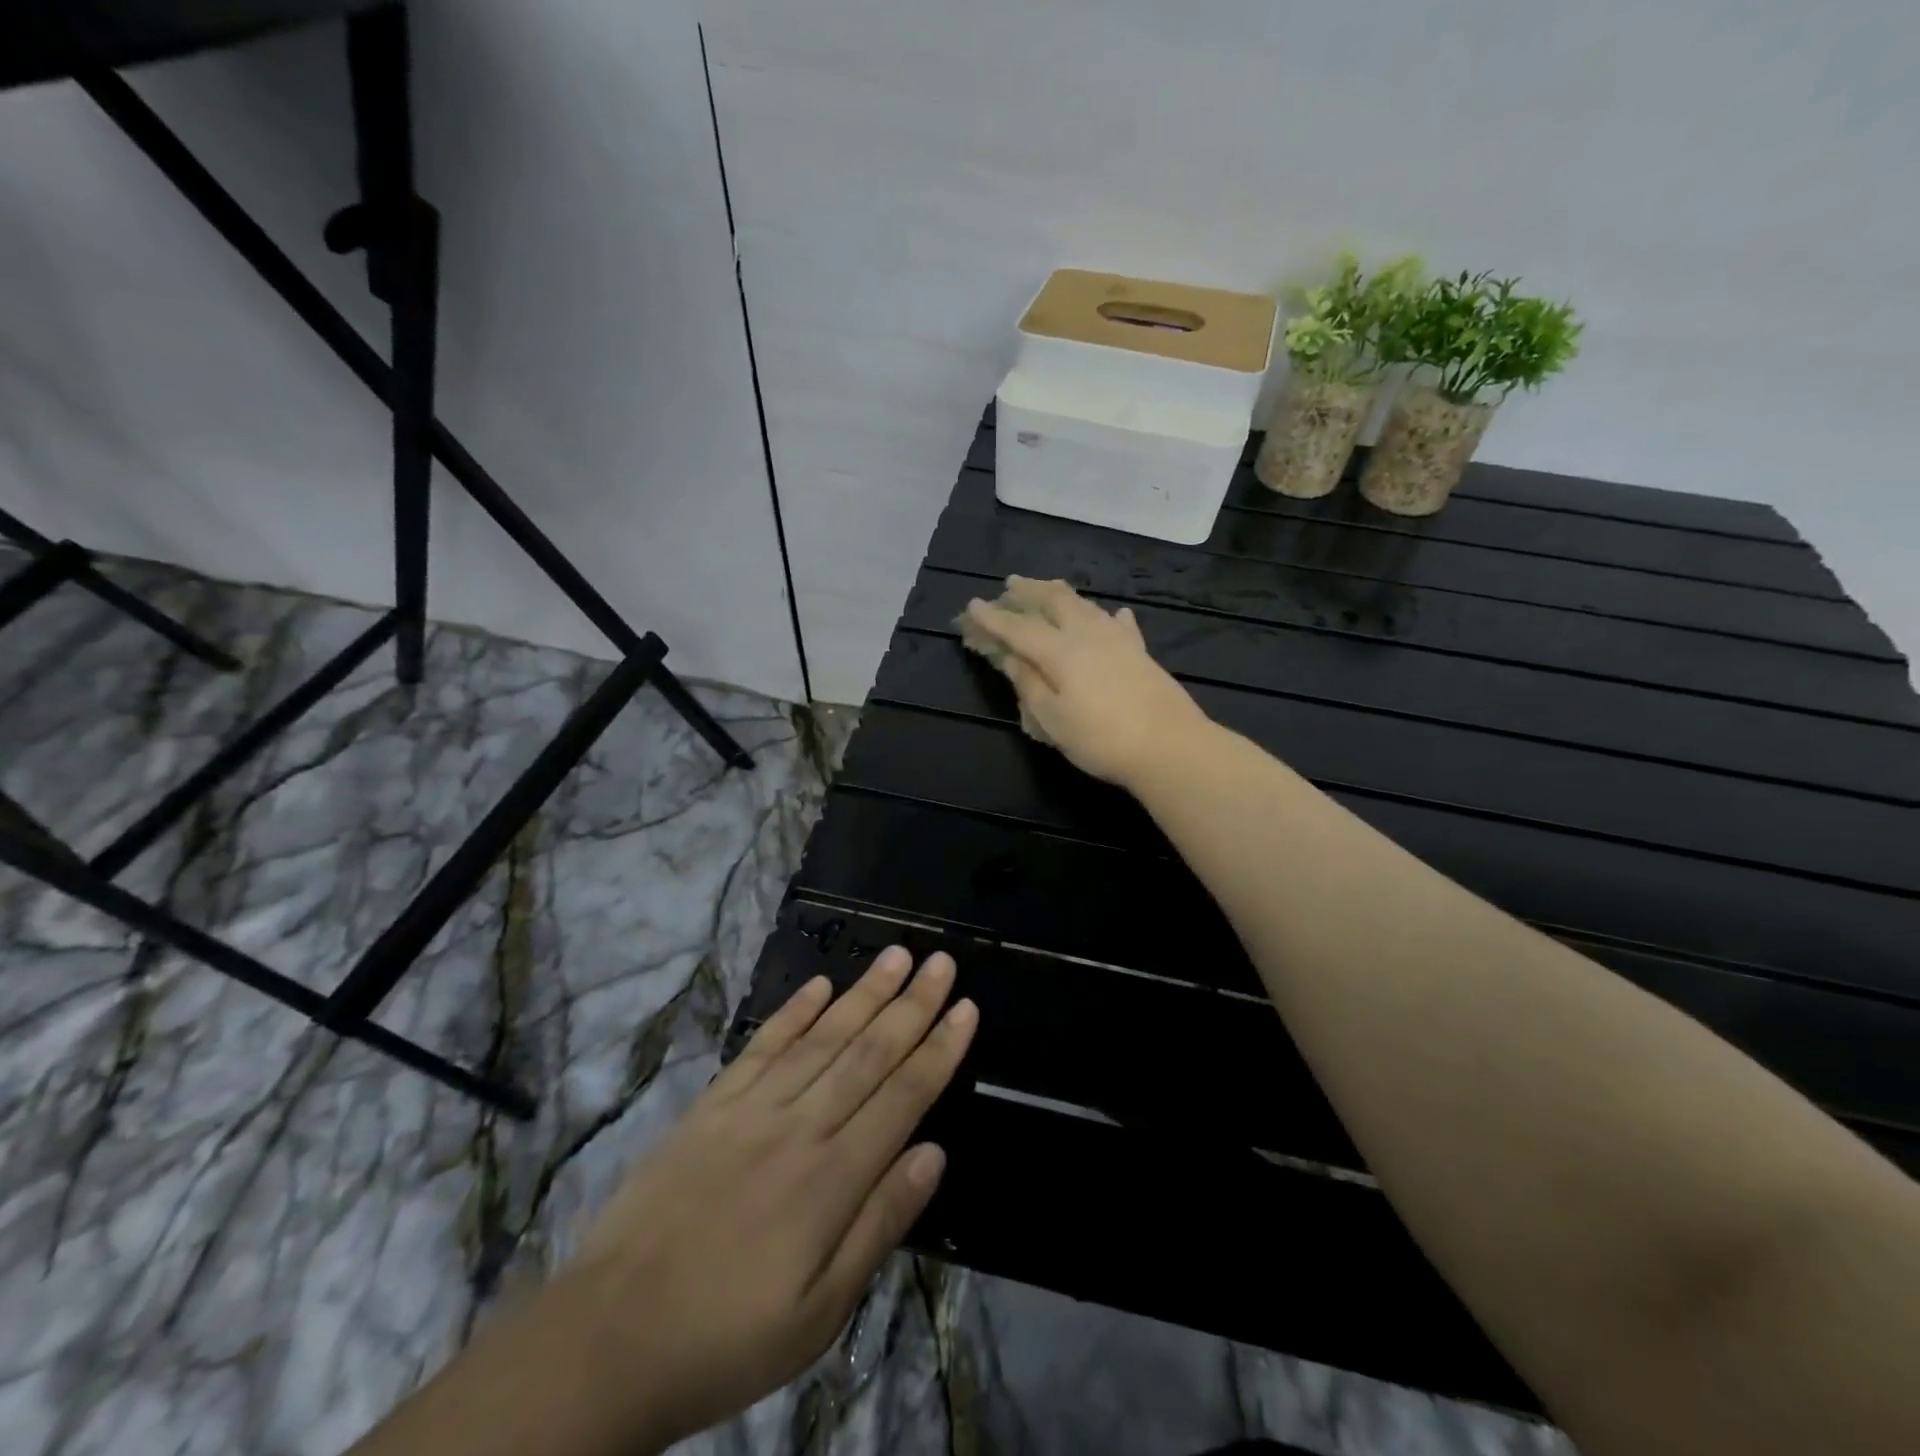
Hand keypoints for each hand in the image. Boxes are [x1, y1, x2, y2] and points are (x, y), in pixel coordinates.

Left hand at [569, 949, 975, 1450]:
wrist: (610, 1338)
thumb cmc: (728, 1336)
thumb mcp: (820, 1312)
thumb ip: (880, 1224)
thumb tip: (934, 1153)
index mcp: (832, 1178)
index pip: (902, 1097)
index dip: (938, 1050)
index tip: (965, 1008)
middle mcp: (799, 1127)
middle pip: (867, 1053)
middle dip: (911, 1005)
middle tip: (941, 962)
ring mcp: (751, 1108)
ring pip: (821, 1038)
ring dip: (863, 994)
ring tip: (896, 956)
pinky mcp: (712, 1105)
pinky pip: (762, 1047)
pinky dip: (794, 1012)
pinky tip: (820, 985)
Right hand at [963, 577, 1212, 787]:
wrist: (1170, 747)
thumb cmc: (1102, 739)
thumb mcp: (1053, 720)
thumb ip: (1029, 686)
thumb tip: (1011, 659)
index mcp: (1060, 651)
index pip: (1019, 628)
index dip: (994, 618)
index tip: (972, 605)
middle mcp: (1088, 635)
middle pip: (1056, 601)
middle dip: (1031, 590)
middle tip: (1012, 583)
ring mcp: (1119, 640)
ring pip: (1086, 605)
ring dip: (1063, 595)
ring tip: (1049, 590)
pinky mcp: (1141, 653)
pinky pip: (1119, 624)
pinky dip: (1106, 615)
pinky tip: (1112, 614)